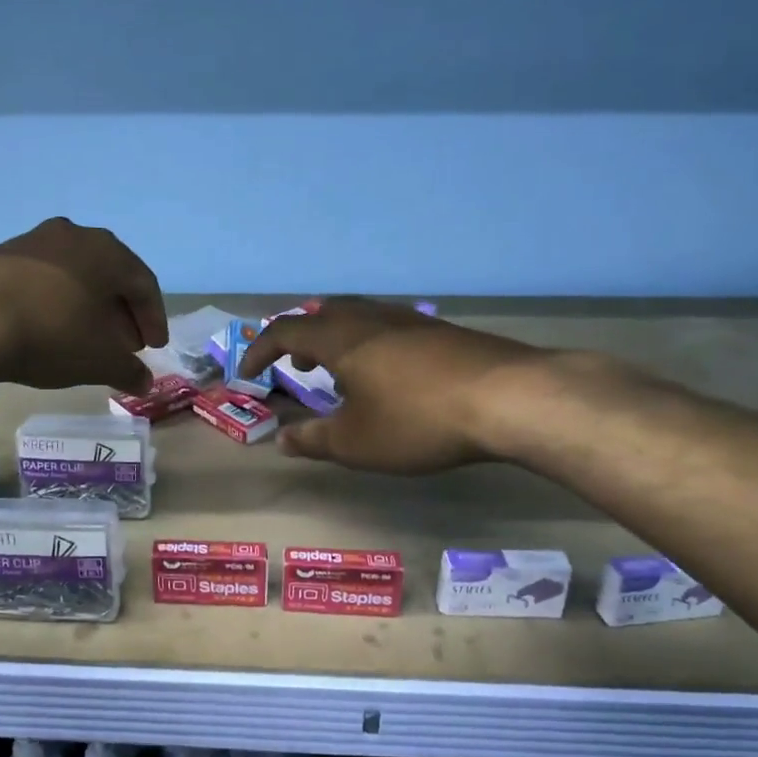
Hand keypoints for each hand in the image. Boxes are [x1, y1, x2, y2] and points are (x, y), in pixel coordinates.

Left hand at [0, 218, 166, 393]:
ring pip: (73, 275)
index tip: (153, 347)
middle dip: (120, 313)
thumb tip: (144, 382)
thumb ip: (128, 370)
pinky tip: (46, 328)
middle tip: (123, 345)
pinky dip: (54, 303)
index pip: (144, 284)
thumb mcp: (99, 361)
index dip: (153, 319)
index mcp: (107, 252)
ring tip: (84, 339)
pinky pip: (40, 280)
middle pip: (109, 276)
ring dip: (86, 306)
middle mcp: (73, 236)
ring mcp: (31, 241)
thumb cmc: (52, 334)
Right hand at [241, 298, 558, 472]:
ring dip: (337, 342)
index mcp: (340, 338)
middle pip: (323, 314)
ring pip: (359, 318)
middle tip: (296, 368)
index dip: (259, 351)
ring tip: (340, 375)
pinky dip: (370, 346)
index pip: (284, 332)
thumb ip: (313, 440)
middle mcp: (371, 318)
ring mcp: (410, 320)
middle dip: (301, 339)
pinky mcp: (442, 331)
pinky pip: (389, 328)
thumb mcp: (355, 442)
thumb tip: (281, 440)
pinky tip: (390, 378)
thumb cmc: (417, 420)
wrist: (509, 398)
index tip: (247, 375)